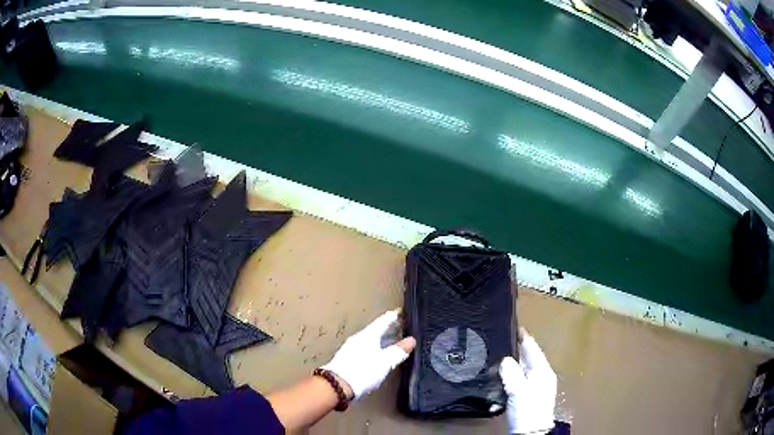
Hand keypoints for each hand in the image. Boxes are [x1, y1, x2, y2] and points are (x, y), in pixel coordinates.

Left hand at [322, 310, 415, 399]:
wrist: (337, 385)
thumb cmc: (363, 370)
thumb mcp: (385, 361)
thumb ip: (398, 351)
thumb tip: (411, 340)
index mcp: (368, 334)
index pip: (384, 320)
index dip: (395, 316)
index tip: (405, 312)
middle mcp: (359, 338)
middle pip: (378, 329)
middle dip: (391, 328)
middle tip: (405, 326)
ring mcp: (353, 348)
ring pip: (372, 339)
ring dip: (384, 339)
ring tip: (396, 340)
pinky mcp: (350, 359)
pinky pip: (368, 348)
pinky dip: (377, 348)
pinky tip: (382, 354)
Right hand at [500, 328, 556, 433]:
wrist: (530, 433)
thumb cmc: (528, 409)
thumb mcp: (519, 391)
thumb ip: (511, 373)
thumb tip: (505, 359)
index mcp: (542, 371)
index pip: (532, 349)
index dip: (523, 337)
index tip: (514, 325)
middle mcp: (540, 376)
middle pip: (525, 360)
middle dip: (512, 354)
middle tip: (497, 345)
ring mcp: (534, 387)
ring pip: (518, 373)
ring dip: (507, 372)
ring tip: (493, 367)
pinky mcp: (526, 397)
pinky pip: (515, 385)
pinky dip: (506, 385)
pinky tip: (496, 390)